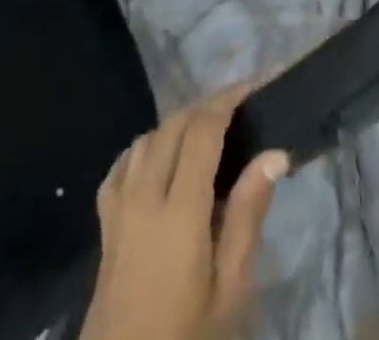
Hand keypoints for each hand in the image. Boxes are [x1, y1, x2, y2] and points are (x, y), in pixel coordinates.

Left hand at [80, 82, 289, 339]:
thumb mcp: (229, 293)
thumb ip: (248, 217)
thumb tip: (274, 153)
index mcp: (179, 212)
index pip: (203, 130)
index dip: (230, 99)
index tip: (257, 85)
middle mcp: (144, 197)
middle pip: (174, 125)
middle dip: (208, 106)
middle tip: (242, 109)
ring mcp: (118, 210)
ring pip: (147, 138)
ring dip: (178, 124)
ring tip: (209, 133)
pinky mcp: (104, 228)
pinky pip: (122, 166)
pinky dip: (145, 148)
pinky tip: (161, 160)